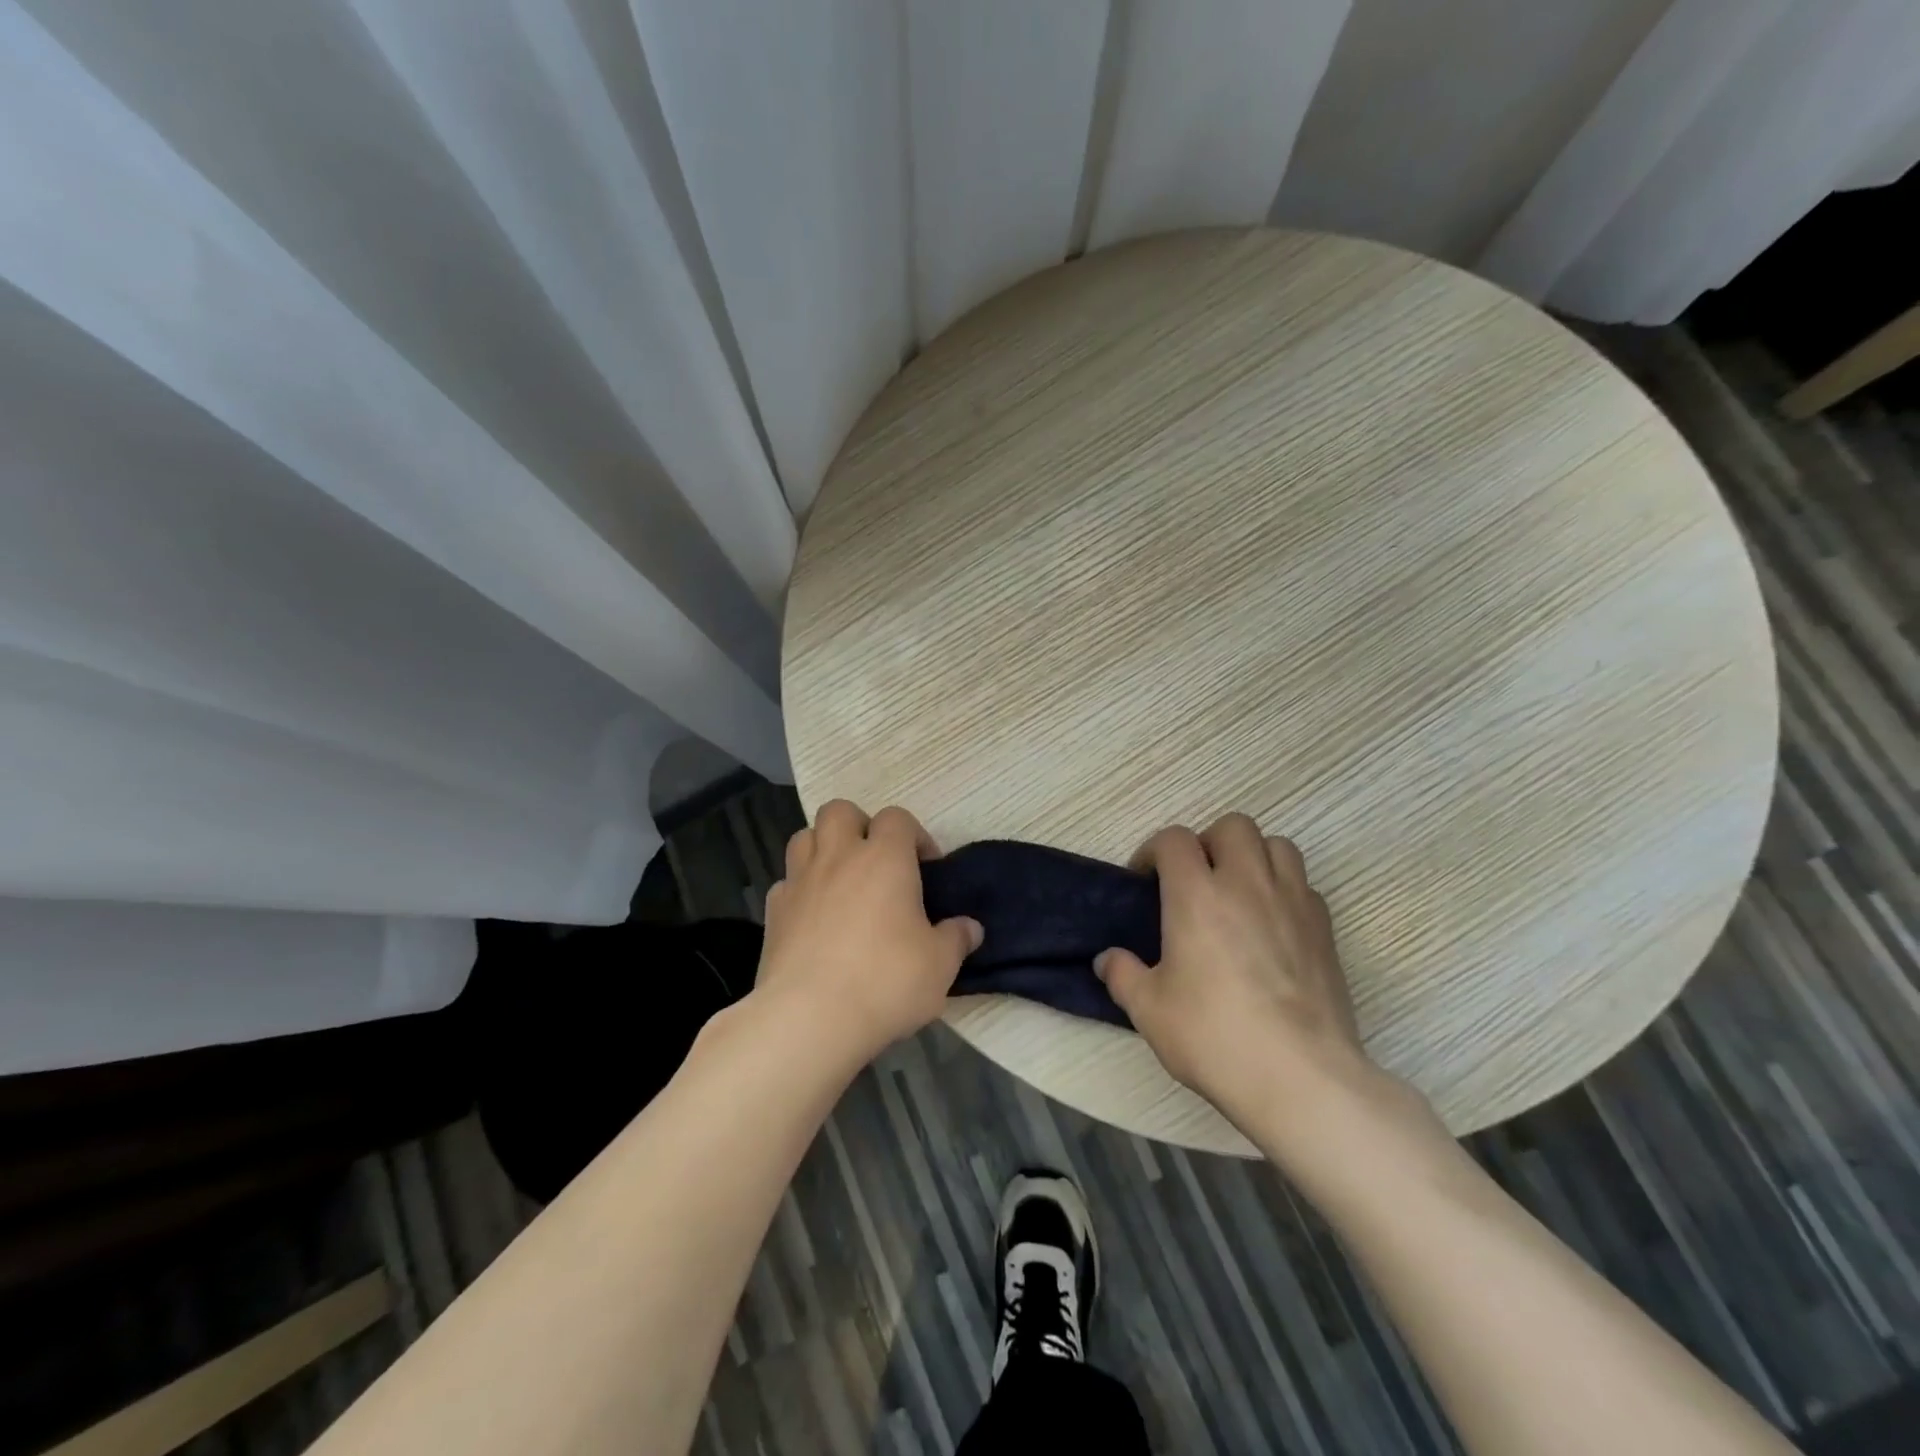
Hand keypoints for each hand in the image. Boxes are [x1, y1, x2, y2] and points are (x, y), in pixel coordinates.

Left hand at [757, 800, 982, 1063]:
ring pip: (804, 837)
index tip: (926, 868)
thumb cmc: (885, 981)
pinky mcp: (773, 912)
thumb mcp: (939, 966)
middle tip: (876, 861)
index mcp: (885, 859)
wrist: (809, 1018)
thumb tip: (970, 928)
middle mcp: (839, 857)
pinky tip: (814, 918)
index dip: (914, 835)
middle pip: (840, 811)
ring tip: (841, 881)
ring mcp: (800, 881)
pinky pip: (786, 882)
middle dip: (859, 825)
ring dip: (823, 848)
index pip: (897, 818)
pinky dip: (800, 889)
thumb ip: (956, 939)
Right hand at [1094, 813, 1384, 1126]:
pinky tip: (1272, 925)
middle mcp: (1246, 884)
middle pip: (1232, 826)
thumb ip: (1123, 975)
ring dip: (1253, 856)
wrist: (1300, 1076)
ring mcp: (1292, 902)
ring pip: (1277, 845)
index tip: (1145, 880)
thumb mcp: (1149, 1010)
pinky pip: (1303, 884)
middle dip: (1209, 843)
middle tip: (1196, 880)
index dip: (1154, 851)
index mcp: (1196, 895)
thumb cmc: (1214, 1036)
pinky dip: (1284, 889)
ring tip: (1238, 892)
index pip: (1174, 839)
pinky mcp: (1325, 929)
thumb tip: (1106, 960)